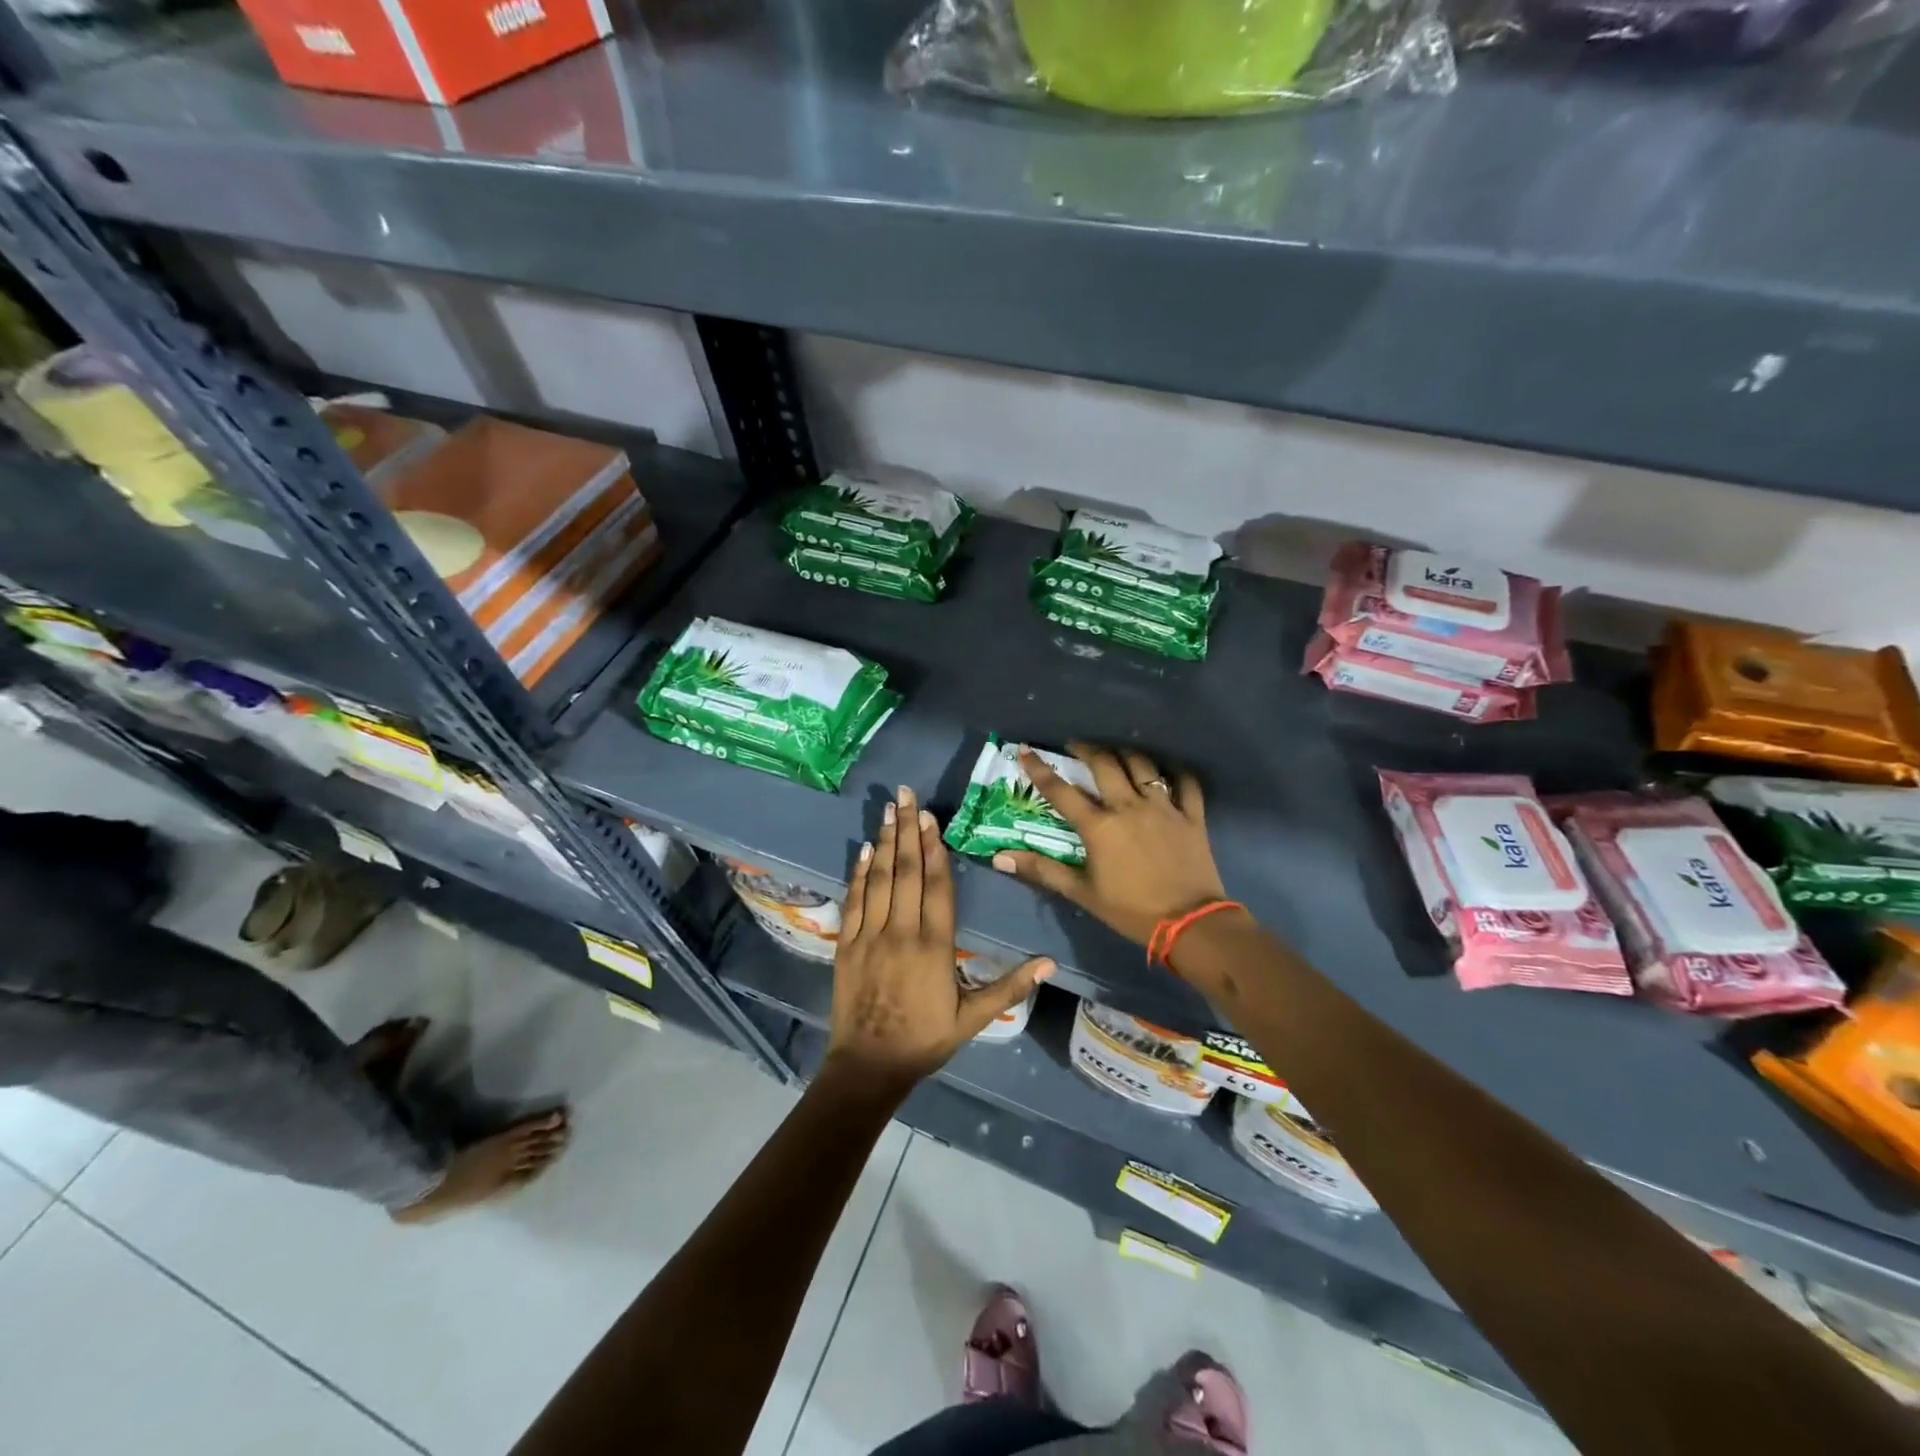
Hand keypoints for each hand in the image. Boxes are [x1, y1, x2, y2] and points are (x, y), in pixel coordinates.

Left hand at [827, 784, 1053, 1087]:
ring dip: (885, 842)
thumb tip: (1050, 963)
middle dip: (907, 830)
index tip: (932, 818)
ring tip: (888, 810)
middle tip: (905, 795)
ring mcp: (870, 936)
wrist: (869, 1065)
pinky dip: (859, 873)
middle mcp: (902, 932)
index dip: (935, 850)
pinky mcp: (847, 944)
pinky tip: (865, 849)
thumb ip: (1010, 987)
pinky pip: (855, 900)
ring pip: (879, 879)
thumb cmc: (926, 1039)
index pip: (937, 887)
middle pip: (906, 872)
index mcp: (935, 947)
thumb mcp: (974, 1018)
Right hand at [992, 744, 1226, 949]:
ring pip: (1142, 766)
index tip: (1026, 749)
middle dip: (1087, 749)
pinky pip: (1186, 783)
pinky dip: (1176, 771)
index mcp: (1099, 826)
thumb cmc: (1131, 910)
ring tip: (1116, 751)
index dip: (1040, 769)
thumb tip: (999, 858)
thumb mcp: (1082, 893)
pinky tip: (1167, 768)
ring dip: (1125, 753)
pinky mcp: (1191, 816)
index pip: (1062, 791)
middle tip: (1075, 744)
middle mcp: (1129, 807)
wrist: (1190, 924)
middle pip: (1105, 765)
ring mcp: (1163, 808)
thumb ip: (1042, 871)